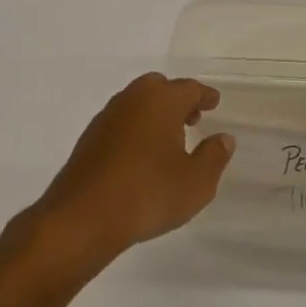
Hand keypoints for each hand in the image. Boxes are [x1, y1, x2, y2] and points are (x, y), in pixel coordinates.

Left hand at [29, 73, 235, 266]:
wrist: (81, 218)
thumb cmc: (146, 194)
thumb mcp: (195, 183)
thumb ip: (214, 157)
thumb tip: (224, 138)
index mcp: (162, 100)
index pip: (190, 89)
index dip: (204, 96)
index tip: (214, 103)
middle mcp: (133, 98)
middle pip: (159, 87)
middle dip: (177, 100)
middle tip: (191, 119)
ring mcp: (107, 116)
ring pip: (137, 103)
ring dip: (154, 114)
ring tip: (167, 140)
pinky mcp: (89, 138)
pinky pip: (121, 122)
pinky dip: (135, 129)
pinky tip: (140, 156)